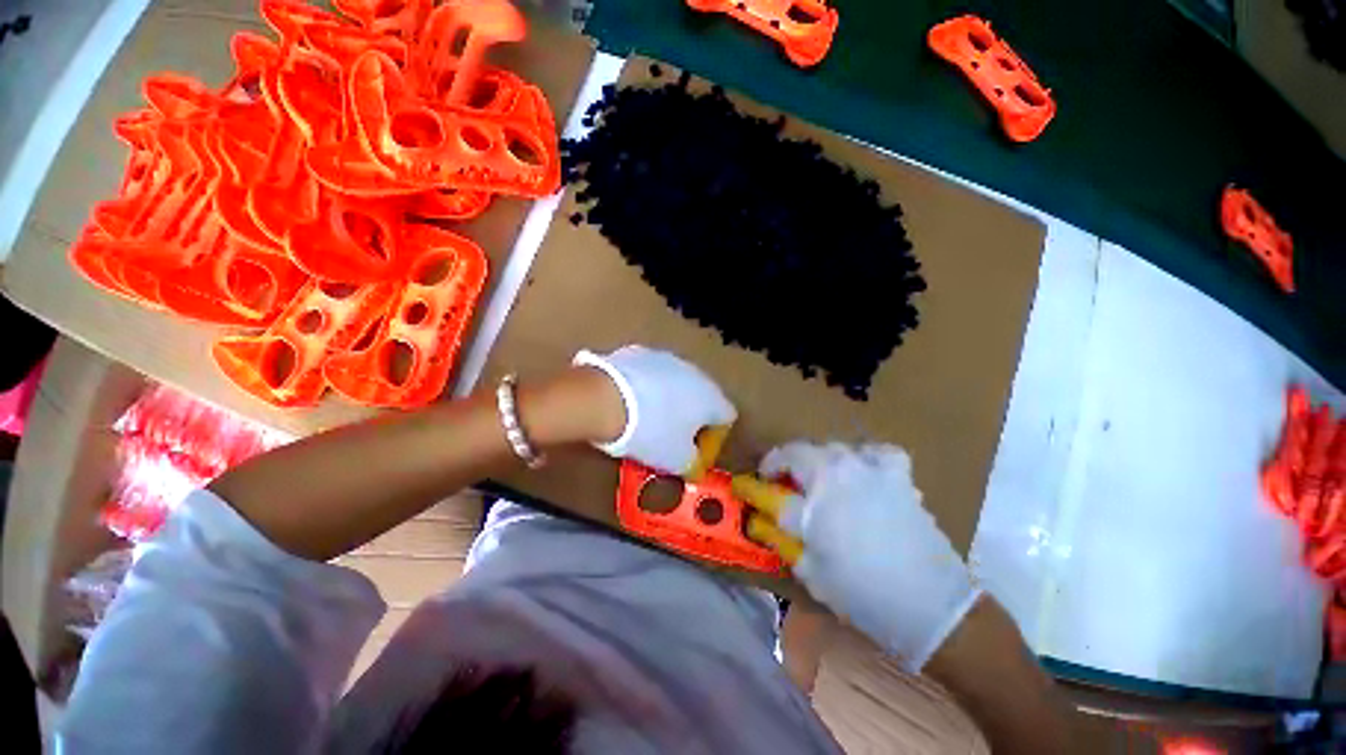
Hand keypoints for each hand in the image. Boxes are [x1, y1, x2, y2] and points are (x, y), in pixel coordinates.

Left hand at [573, 346, 735, 474]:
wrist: (605, 399)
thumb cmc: (650, 433)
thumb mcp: (676, 460)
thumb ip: (693, 464)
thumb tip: (694, 465)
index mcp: (711, 398)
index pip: (726, 418)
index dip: (714, 439)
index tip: (694, 453)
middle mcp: (695, 373)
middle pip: (701, 398)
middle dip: (690, 418)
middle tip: (671, 438)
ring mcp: (666, 359)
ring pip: (676, 384)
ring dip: (669, 401)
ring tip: (647, 419)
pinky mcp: (640, 352)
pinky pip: (651, 374)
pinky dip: (647, 388)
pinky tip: (630, 401)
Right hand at [740, 442, 980, 671]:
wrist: (931, 606)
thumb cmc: (862, 596)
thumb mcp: (810, 573)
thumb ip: (781, 539)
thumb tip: (761, 518)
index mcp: (811, 507)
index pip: (768, 491)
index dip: (752, 489)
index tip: (745, 489)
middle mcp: (835, 476)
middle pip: (795, 453)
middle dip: (780, 464)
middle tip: (780, 482)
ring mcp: (868, 468)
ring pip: (829, 447)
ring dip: (816, 460)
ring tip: (820, 480)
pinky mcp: (895, 473)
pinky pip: (874, 451)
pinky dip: (864, 457)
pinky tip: (862, 471)